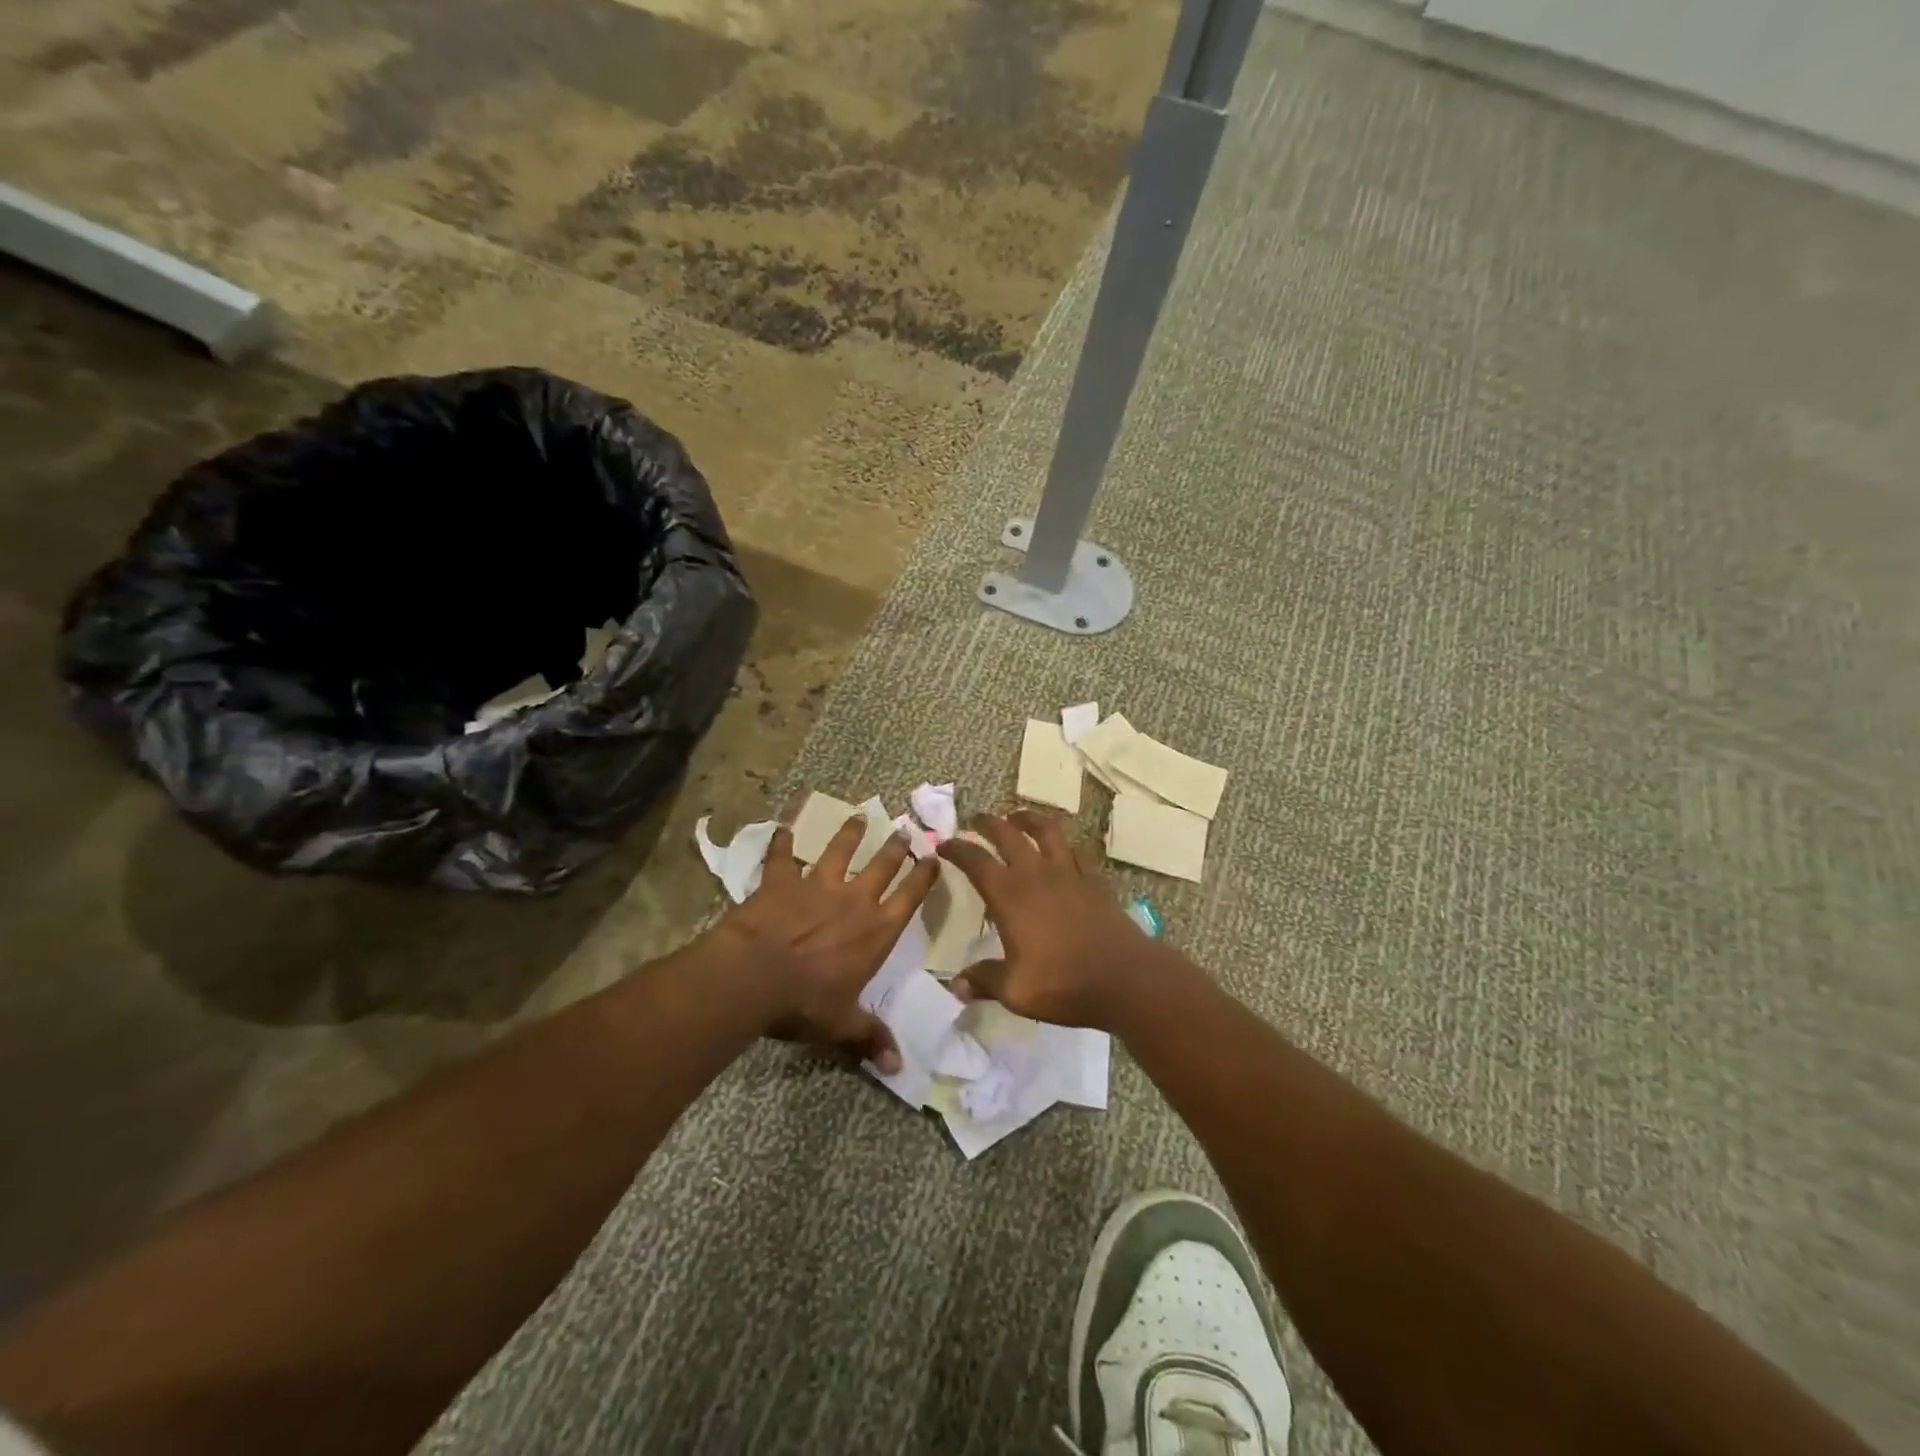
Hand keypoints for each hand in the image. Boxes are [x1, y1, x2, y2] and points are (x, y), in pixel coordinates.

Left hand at [716, 814, 938, 1071]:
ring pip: (838, 851)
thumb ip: (870, 1038)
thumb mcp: (842, 1024)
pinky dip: (782, 843)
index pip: (909, 898)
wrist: (755, 975)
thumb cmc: (805, 1001)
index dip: (923, 877)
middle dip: (895, 848)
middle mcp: (853, 900)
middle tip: (904, 829)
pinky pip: (782, 856)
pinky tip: (782, 829)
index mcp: (876, 931)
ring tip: (858, 816)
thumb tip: (899, 1068)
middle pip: (881, 866)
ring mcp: (817, 885)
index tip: (934, 857)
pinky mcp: (781, 881)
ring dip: (849, 833)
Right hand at [937, 810, 1174, 1028]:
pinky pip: (1075, 850)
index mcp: (1010, 895)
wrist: (1125, 979)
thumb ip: (984, 980)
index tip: (944, 845)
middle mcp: (1037, 874)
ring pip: (1046, 830)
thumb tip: (956, 984)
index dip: (957, 849)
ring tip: (1017, 817)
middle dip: (988, 823)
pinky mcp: (1094, 880)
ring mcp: (1069, 873)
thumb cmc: (1063, 984)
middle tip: (976, 821)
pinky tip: (1060, 847)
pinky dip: (1062, 842)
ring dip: (1028, 818)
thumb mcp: (1015, 990)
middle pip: (1008, 834)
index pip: (976, 861)